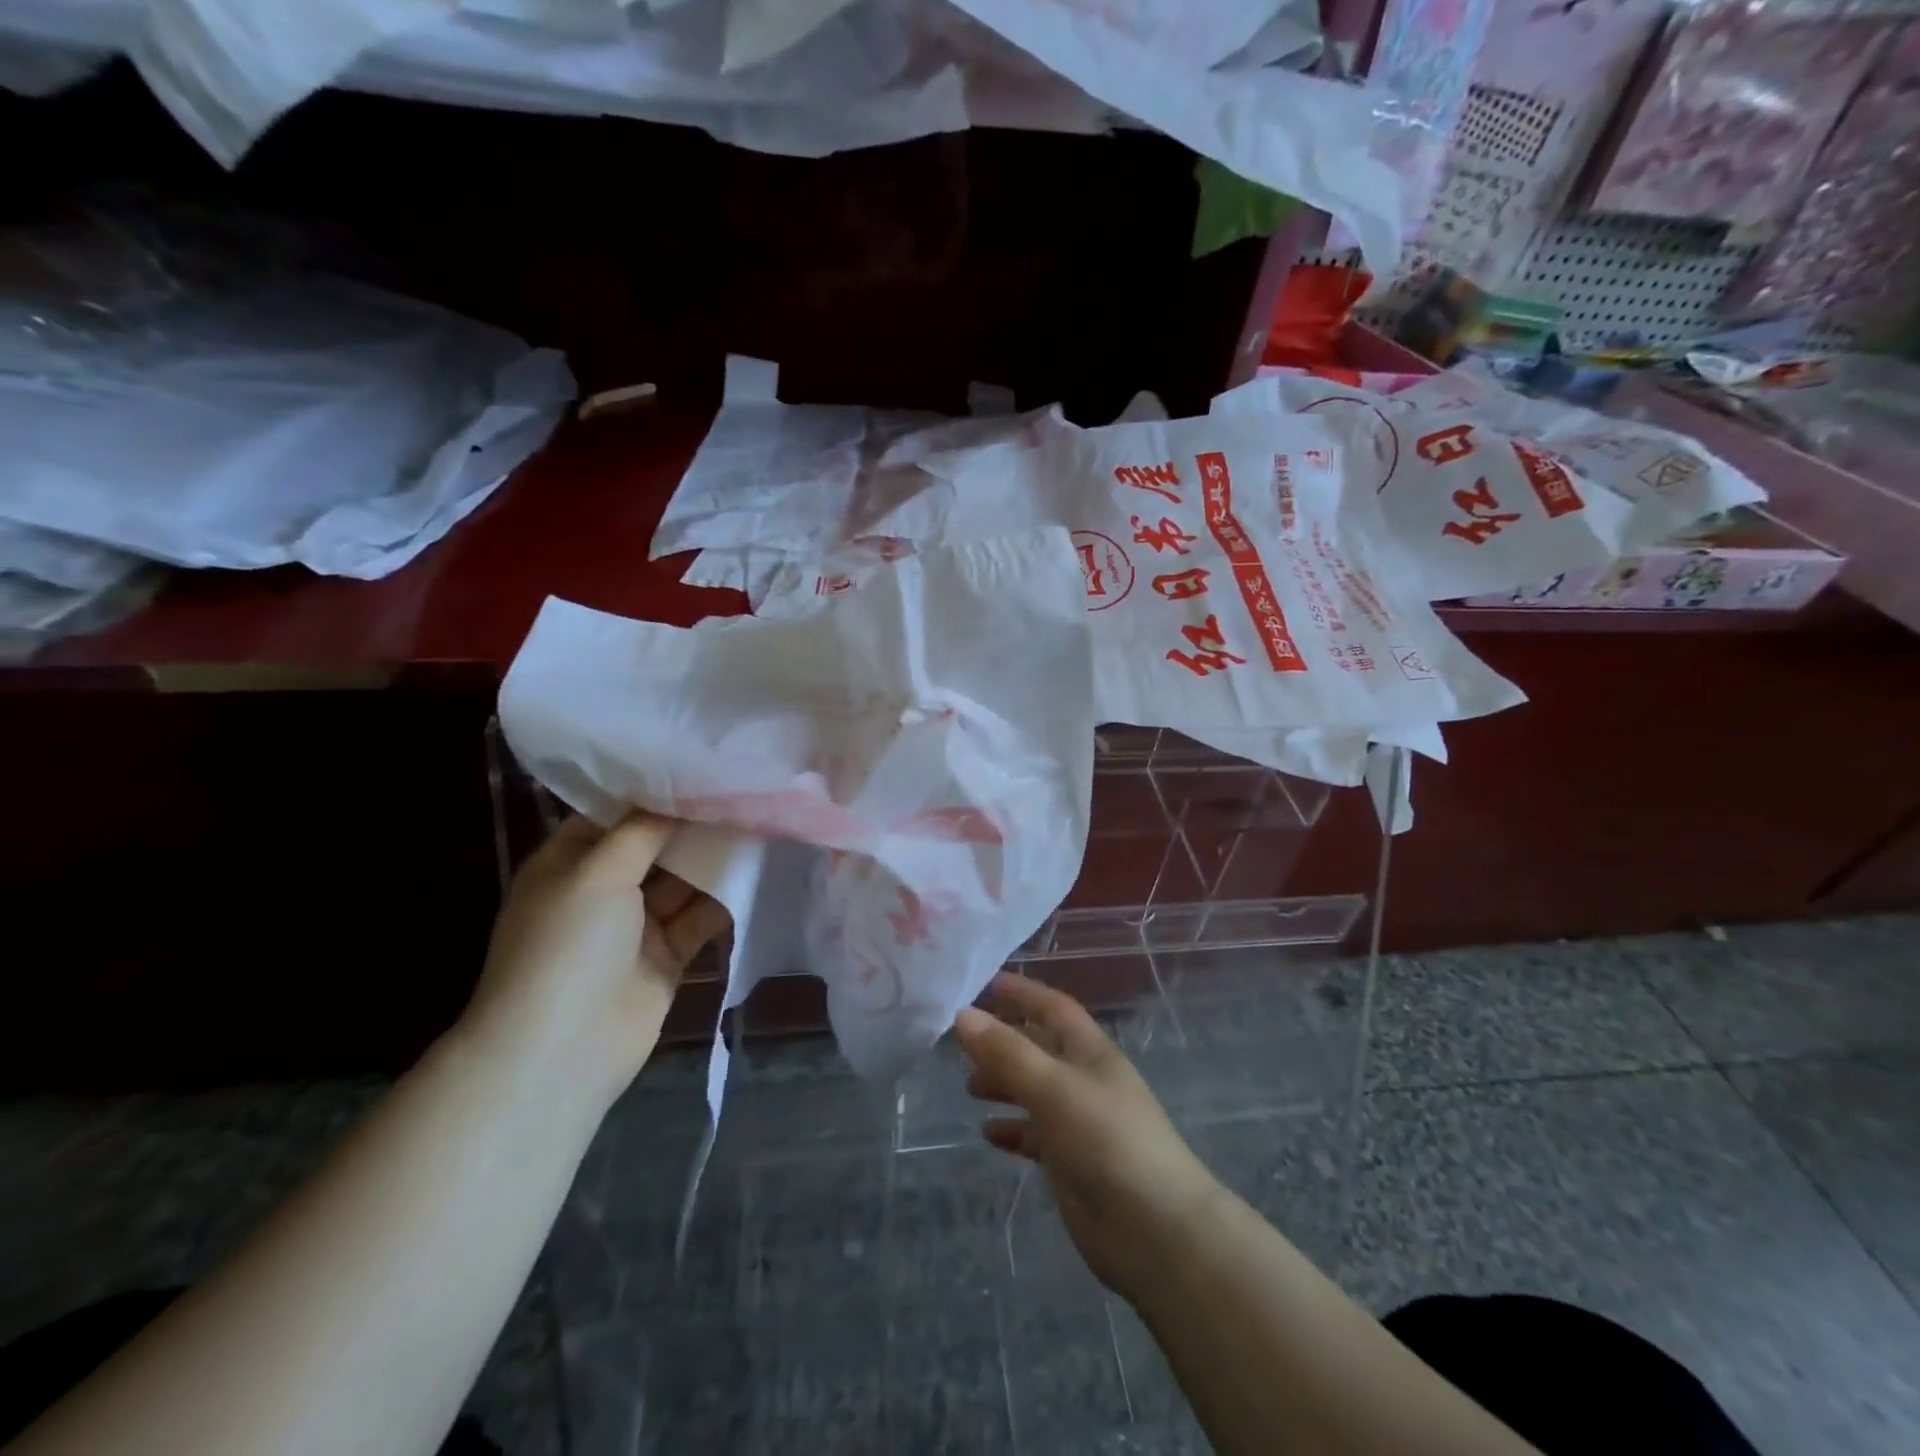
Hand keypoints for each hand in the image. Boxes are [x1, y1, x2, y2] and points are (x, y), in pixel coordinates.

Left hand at [458, 813, 729, 1105]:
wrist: (562, 1049)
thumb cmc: (568, 946)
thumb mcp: (596, 874)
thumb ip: (641, 832)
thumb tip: (675, 798)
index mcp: (570, 864)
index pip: (614, 816)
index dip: (654, 792)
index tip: (700, 767)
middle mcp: (602, 890)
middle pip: (655, 847)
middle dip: (693, 825)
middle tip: (741, 792)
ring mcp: (635, 926)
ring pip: (682, 881)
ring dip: (713, 859)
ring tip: (757, 825)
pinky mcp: (666, 957)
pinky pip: (699, 919)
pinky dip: (722, 900)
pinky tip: (754, 873)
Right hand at [954, 974, 1221, 1300]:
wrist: (1155, 1230)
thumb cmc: (1107, 1141)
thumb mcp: (1053, 1088)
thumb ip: (1008, 1052)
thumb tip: (963, 1015)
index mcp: (1090, 1052)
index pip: (1053, 1007)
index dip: (1022, 993)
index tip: (983, 984)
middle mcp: (1085, 1079)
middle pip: (1040, 1047)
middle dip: (1005, 1040)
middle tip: (962, 1043)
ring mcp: (1080, 1122)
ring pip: (1035, 1090)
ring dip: (1004, 1083)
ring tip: (969, 1087)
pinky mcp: (1073, 1162)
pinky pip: (1036, 1135)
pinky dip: (1013, 1129)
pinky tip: (989, 1134)